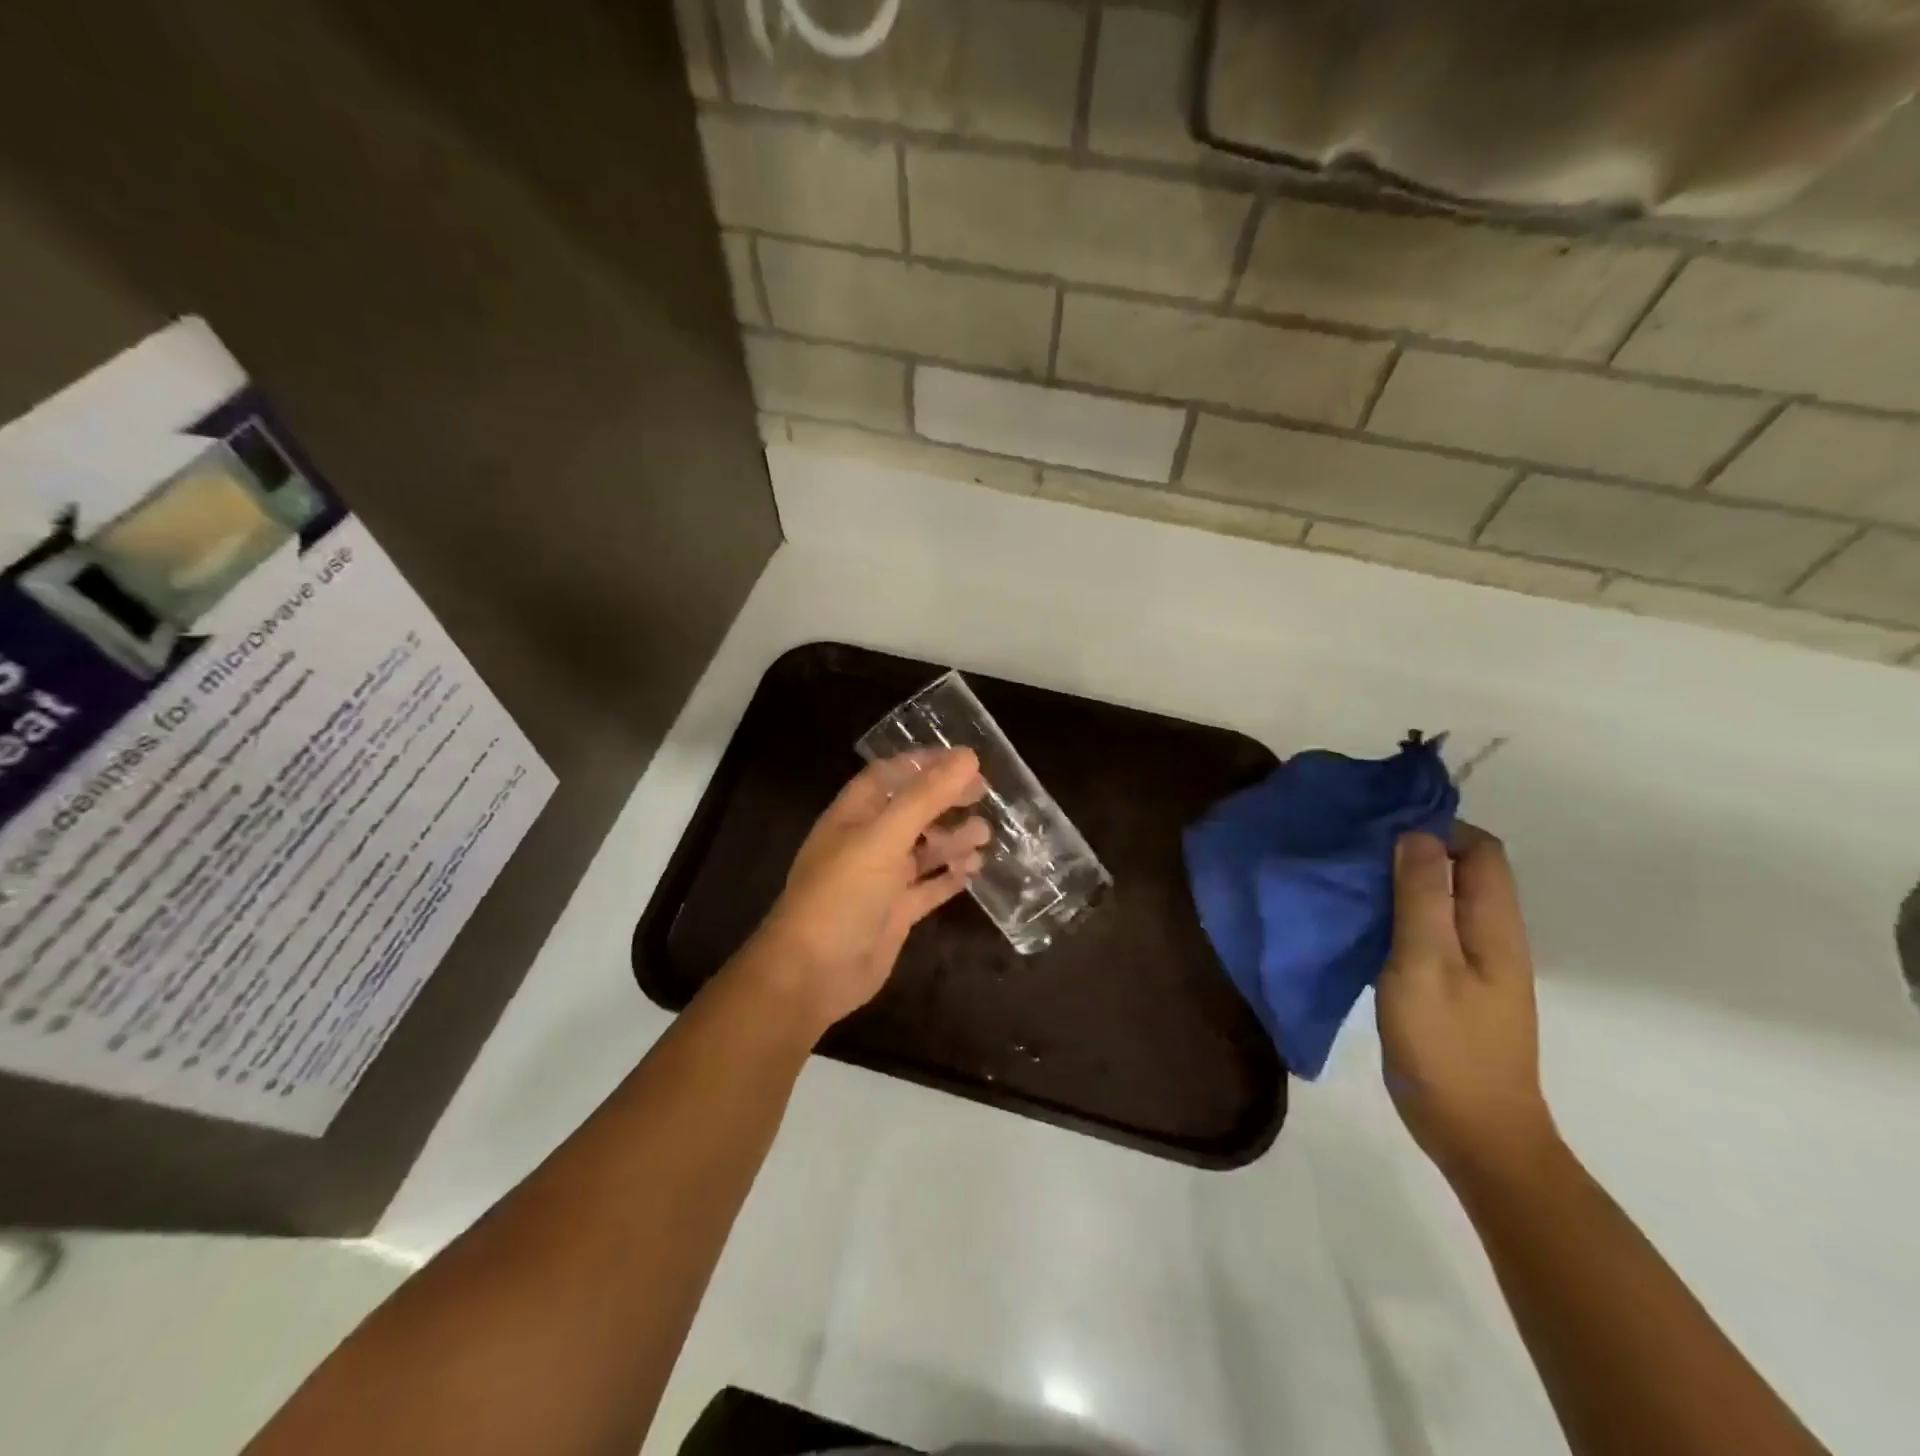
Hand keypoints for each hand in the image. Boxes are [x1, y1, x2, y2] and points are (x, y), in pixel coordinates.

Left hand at [741, 749, 988, 1037]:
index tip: (964, 760)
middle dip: (945, 800)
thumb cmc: (843, 894)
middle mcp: (867, 842)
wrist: (814, 973)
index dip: (924, 764)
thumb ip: (926, 798)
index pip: (890, 775)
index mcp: (854, 815)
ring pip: (923, 849)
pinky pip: (929, 887)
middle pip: (911, 810)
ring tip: (985, 834)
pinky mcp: (895, 912)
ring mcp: (881, 879)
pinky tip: (975, 869)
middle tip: (984, 794)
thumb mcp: (884, 837)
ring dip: (953, 839)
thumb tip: (967, 757)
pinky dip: (951, 877)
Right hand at [1377, 824, 1556, 1187]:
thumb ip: (1421, 897)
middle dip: (1413, 851)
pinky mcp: (1451, 986)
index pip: (1480, 850)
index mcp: (1494, 925)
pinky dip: (1397, 916)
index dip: (1437, 829)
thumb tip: (1417, 834)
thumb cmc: (1447, 1045)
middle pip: (1462, 871)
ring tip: (1350, 881)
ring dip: (1401, 884)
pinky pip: (1427, 932)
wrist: (1475, 1133)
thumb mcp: (1424, 964)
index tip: (1381, 830)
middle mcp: (1491, 936)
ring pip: (1441, 901)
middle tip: (1354, 851)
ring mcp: (1473, 965)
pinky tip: (1361, 925)